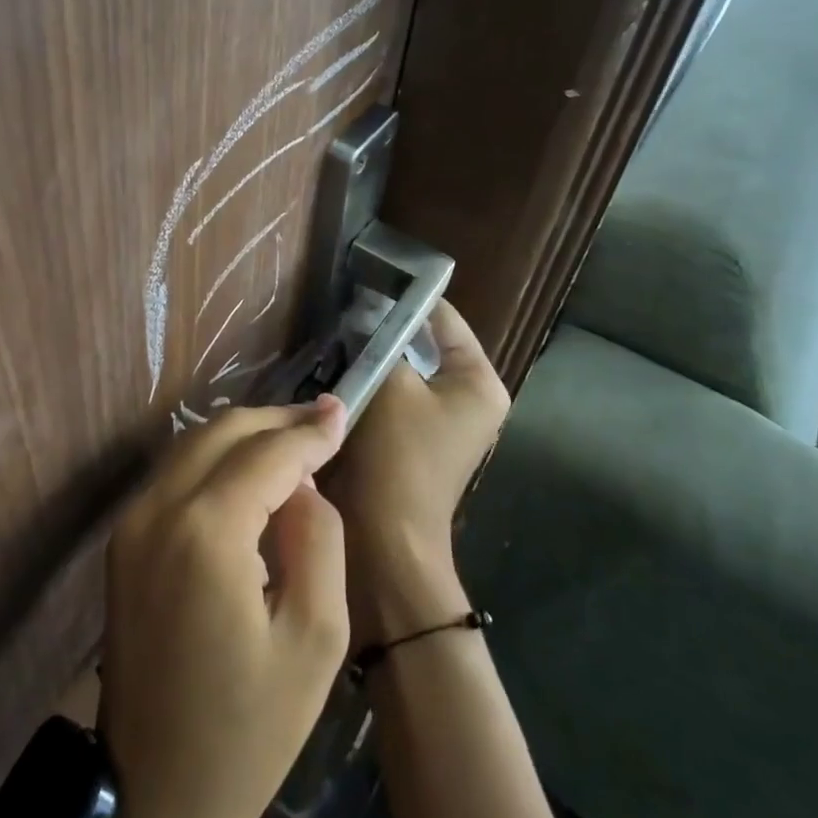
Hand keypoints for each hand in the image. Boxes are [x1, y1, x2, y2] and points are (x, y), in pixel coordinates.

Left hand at [100, 396, 350, 817]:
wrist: (154, 798)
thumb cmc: (248, 731)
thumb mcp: (315, 640)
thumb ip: (318, 539)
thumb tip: (302, 484)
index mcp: (205, 532)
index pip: (267, 453)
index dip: (309, 431)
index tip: (343, 411)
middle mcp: (157, 509)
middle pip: (222, 432)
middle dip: (275, 420)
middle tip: (323, 421)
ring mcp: (131, 523)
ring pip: (193, 445)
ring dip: (244, 435)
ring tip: (294, 441)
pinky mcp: (122, 542)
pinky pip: (174, 475)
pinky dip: (215, 460)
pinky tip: (249, 473)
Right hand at [323, 300, 509, 636]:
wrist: (387, 538)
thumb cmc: (398, 456)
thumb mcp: (389, 385)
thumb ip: (380, 342)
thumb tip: (366, 313)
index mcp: (479, 382)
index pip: (445, 319)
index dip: (407, 298)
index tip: (367, 280)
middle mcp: (470, 399)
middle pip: (424, 345)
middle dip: (385, 330)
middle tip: (345, 311)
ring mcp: (443, 422)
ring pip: (404, 371)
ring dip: (374, 359)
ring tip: (337, 338)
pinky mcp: (415, 440)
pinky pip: (393, 397)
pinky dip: (370, 385)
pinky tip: (339, 373)